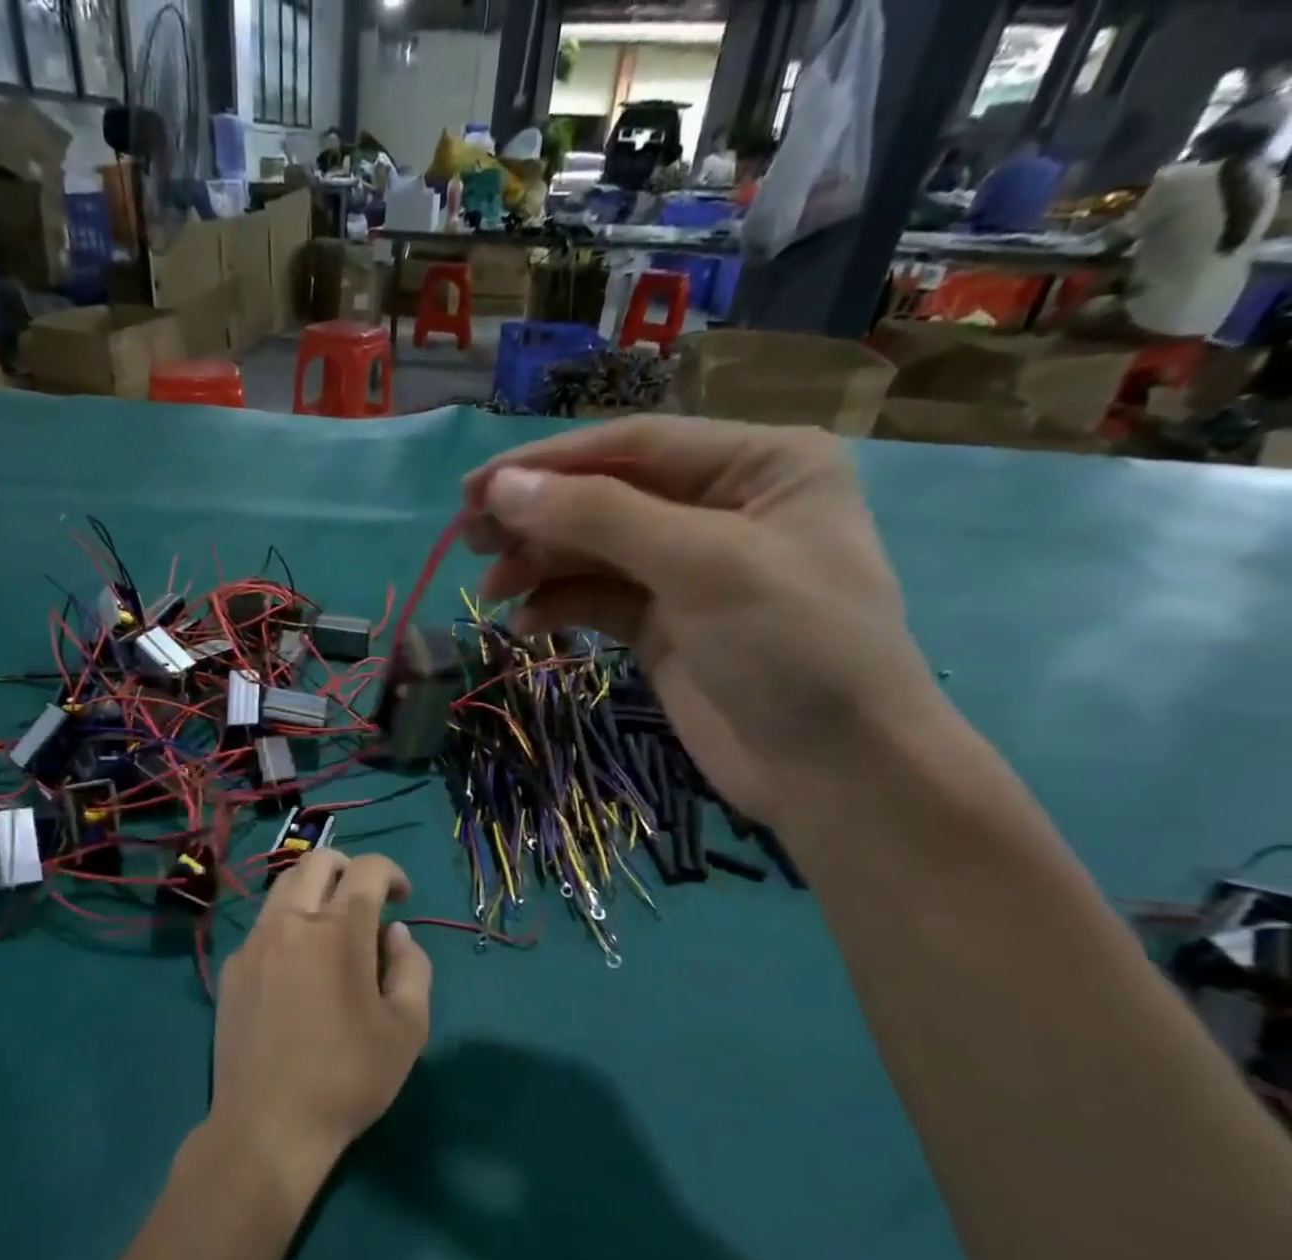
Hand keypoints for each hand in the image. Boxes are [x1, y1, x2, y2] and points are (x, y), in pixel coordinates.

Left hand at [209, 852, 431, 1200]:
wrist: (267, 1125)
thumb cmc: (348, 1078)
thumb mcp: (408, 1029)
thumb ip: (413, 967)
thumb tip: (395, 934)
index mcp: (338, 931)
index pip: (367, 870)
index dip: (392, 872)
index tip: (402, 896)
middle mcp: (292, 921)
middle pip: (317, 861)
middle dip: (349, 867)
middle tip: (366, 897)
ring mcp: (254, 942)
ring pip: (283, 886)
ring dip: (313, 889)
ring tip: (330, 924)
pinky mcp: (231, 967)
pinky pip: (263, 925)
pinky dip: (287, 924)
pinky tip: (296, 965)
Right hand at [461, 415, 942, 818]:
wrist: (833, 773)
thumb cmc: (791, 647)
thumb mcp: (700, 565)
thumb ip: (597, 518)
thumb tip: (501, 488)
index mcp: (756, 463)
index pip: (632, 444)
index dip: (548, 463)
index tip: (474, 489)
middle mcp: (721, 506)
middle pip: (605, 495)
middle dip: (537, 516)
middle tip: (468, 537)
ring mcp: (689, 569)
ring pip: (594, 550)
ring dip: (539, 564)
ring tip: (491, 588)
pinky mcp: (664, 624)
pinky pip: (597, 598)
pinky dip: (559, 605)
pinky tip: (525, 624)